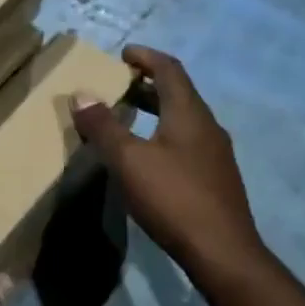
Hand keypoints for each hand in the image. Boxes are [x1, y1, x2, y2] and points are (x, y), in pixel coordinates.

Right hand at [71, 46, 266, 286]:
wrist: (222, 251)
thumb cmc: (173, 198)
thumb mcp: (129, 160)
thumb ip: (104, 126)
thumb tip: (81, 94)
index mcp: (189, 113)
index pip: (169, 69)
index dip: (146, 57)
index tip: (123, 54)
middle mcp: (207, 126)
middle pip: (178, 93)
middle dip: (148, 84)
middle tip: (119, 85)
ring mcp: (215, 154)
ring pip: (183, 120)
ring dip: (156, 111)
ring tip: (127, 118)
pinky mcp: (215, 178)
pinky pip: (186, 142)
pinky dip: (164, 135)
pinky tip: (148, 157)